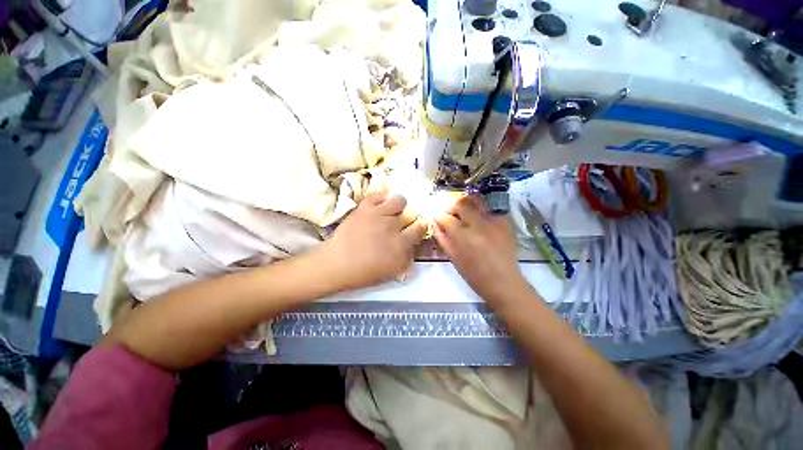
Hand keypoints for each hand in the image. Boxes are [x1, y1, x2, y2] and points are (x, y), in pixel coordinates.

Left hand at [320, 193, 426, 290]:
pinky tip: (378, 206)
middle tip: (401, 221)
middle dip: (408, 217)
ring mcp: (379, 214)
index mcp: (401, 244)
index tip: (419, 225)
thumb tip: (412, 245)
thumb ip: (405, 257)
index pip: (419, 229)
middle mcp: (394, 226)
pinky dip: (380, 198)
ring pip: (399, 200)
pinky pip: (379, 195)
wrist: (338, 263)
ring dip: (398, 205)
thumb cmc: (364, 272)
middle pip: (410, 214)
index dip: (421, 226)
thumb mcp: (391, 271)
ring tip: (391, 210)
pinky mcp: (365, 207)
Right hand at [433, 195, 527, 300]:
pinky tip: (479, 218)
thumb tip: (434, 223)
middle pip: (460, 203)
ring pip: (476, 200)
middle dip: (451, 207)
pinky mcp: (505, 221)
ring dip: (466, 203)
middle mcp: (479, 225)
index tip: (437, 219)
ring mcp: (494, 221)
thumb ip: (442, 238)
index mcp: (464, 237)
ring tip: (463, 211)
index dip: (439, 216)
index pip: (446, 217)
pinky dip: (480, 208)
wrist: (504, 283)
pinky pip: (490, 207)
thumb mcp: (454, 258)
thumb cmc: (475, 275)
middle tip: (449, 214)